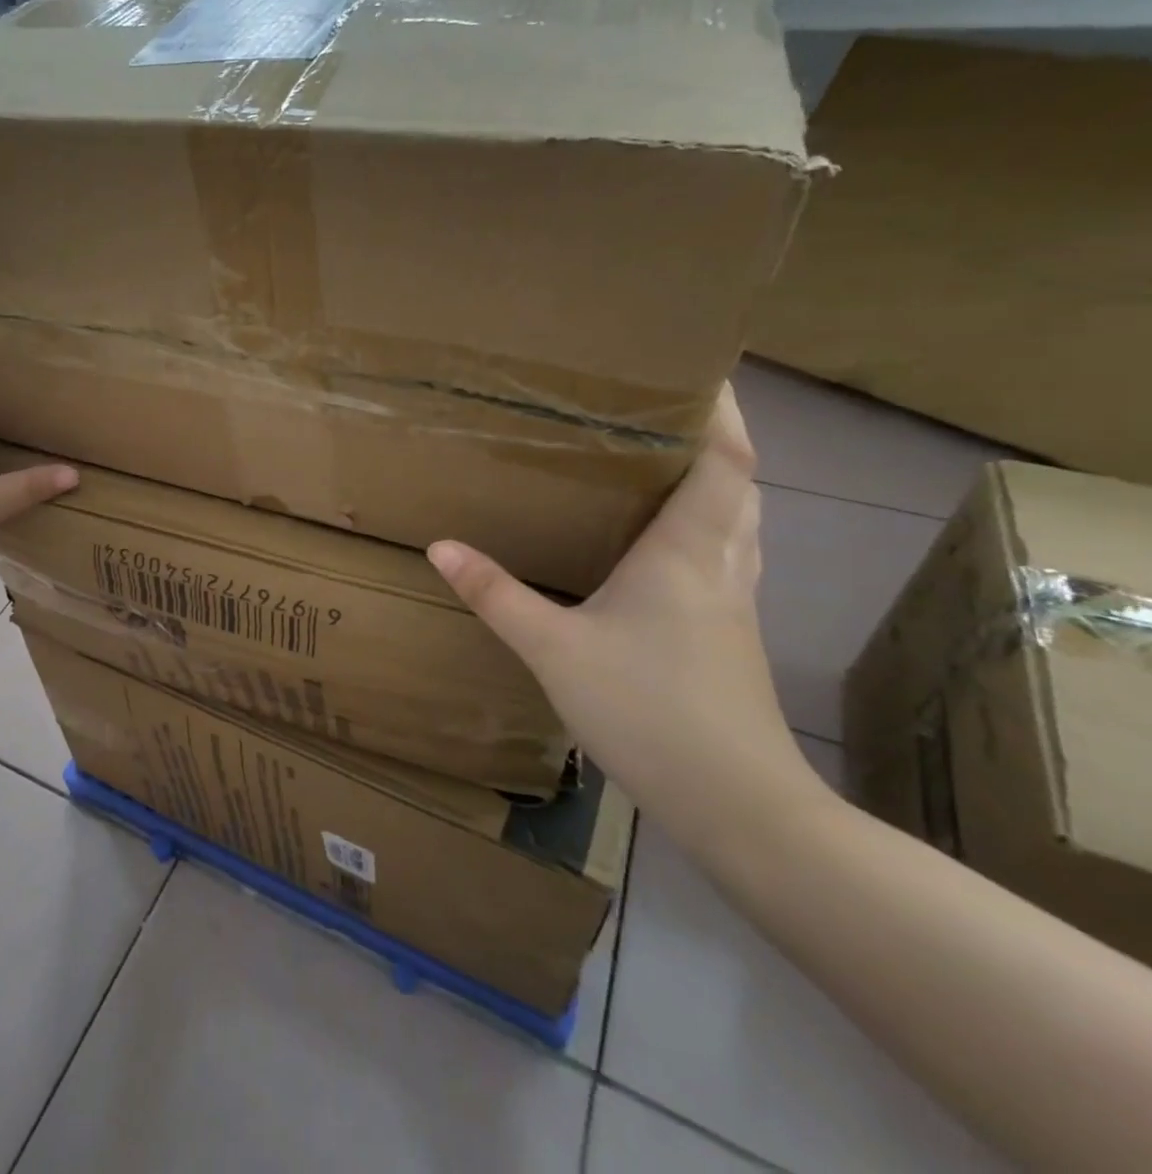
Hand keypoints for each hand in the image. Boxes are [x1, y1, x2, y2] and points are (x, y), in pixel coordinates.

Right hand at [428, 384, 826, 850]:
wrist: (738, 805)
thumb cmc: (648, 710)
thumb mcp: (553, 648)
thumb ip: (495, 594)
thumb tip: (440, 545)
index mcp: (688, 552)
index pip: (726, 462)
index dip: (721, 413)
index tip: (699, 374)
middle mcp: (722, 567)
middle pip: (740, 485)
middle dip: (714, 441)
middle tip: (663, 415)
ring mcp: (734, 605)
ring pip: (740, 524)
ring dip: (716, 486)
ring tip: (665, 466)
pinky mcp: (730, 637)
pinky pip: (727, 559)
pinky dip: (708, 531)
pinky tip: (665, 550)